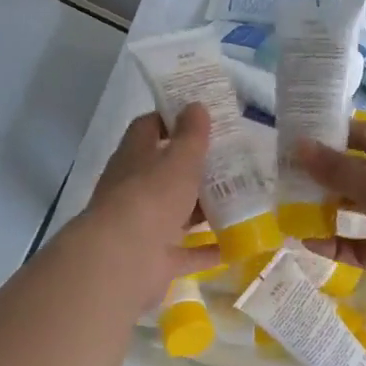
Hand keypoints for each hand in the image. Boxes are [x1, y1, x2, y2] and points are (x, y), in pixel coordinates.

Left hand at [83, 105, 218, 306]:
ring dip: (203, 208)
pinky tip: (236, 243)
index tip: (202, 117)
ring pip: (177, 212)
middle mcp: (136, 189)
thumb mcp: (178, 160)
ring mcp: (145, 226)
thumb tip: (196, 105)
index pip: (149, 128)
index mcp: (135, 158)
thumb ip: (191, 135)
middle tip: (233, 159)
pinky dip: (208, 249)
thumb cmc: (152, 197)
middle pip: (165, 172)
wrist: (124, 259)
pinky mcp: (157, 259)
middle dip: (195, 167)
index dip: (172, 119)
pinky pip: (187, 252)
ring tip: (241, 199)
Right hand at [296, 119, 365, 309]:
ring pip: (358, 211)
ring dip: (328, 210)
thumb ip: (336, 168)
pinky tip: (309, 243)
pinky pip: (360, 246)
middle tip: (286, 176)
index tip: (297, 138)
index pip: (365, 137)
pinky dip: (338, 244)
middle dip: (325, 175)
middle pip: (359, 174)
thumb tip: (300, 146)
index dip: (333, 134)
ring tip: (291, 209)